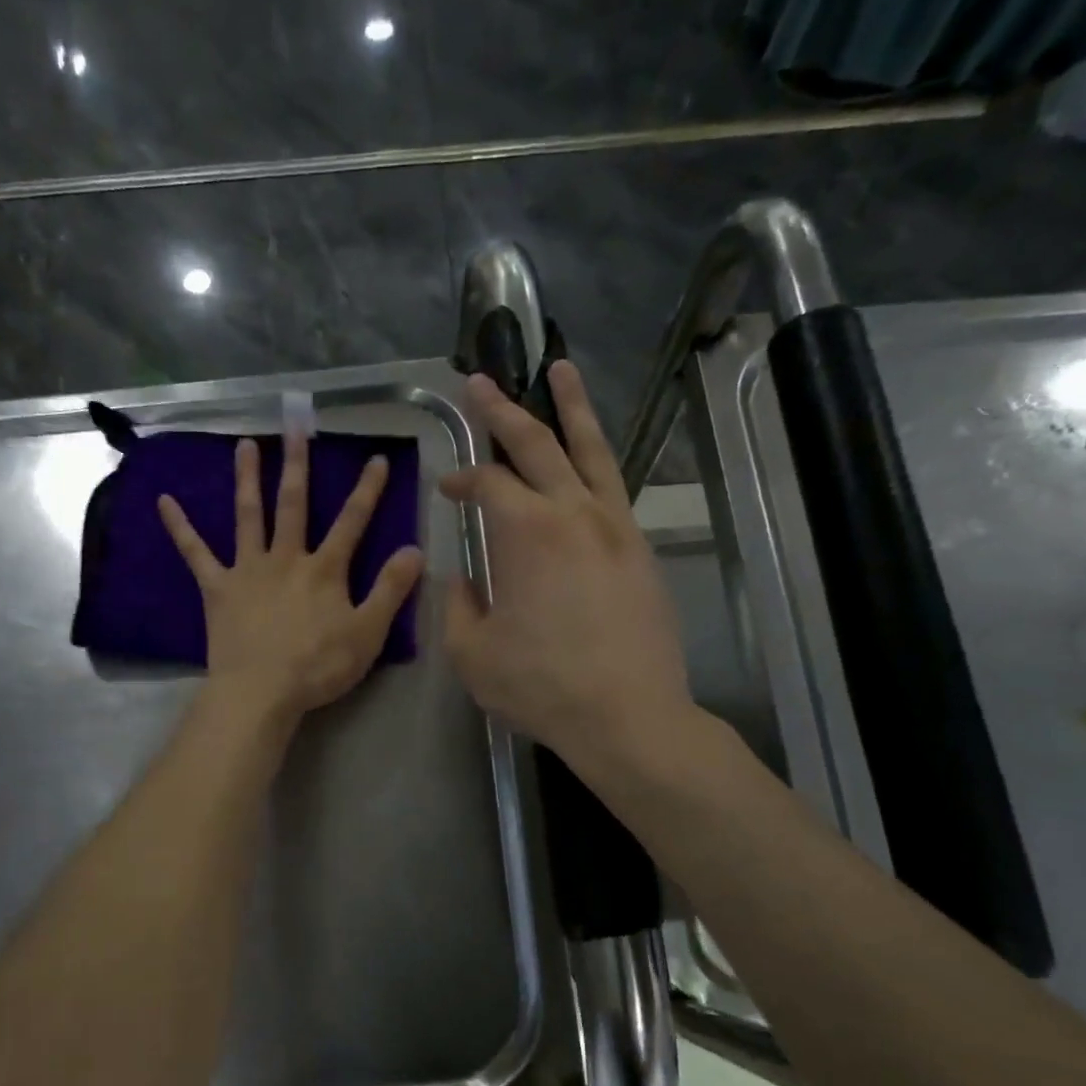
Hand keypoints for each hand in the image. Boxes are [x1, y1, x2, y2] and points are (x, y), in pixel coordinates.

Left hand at [159, 433, 424, 724]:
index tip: (376, 458)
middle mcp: (286, 558)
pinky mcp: (218, 588)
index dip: (367, 490)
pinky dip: (180, 528)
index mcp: (324, 570)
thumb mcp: (368, 633)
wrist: (260, 691)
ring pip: (248, 516)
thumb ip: (391, 590)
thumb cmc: (318, 666)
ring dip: (247, 479)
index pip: (352, 522)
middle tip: (295, 426)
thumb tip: (414, 550)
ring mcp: (248, 570)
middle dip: (298, 464)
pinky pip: (195, 553)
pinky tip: (164, 502)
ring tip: (244, 445)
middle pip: (294, 504)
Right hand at [441, 363, 691, 776]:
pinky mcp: (640, 549)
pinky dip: (598, 459)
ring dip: (571, 407)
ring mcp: (615, 527)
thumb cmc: (541, 686)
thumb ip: (457, 606)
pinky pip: (615, 487)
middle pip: (536, 444)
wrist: (628, 716)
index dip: (461, 479)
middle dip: (503, 410)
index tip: (446, 488)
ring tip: (560, 369)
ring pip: (591, 451)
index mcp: (525, 532)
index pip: (487, 483)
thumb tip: (463, 578)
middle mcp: (573, 513)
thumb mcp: (472, 653)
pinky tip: (589, 458)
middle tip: (481, 381)